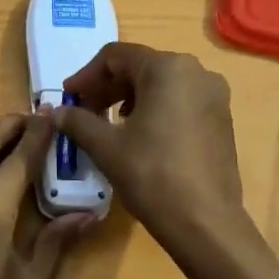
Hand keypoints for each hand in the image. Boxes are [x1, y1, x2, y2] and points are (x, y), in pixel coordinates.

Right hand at [54, 43, 244, 250]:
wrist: (205, 222)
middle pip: (141, 67)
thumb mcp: (107, 147)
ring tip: (110, 124)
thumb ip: (78, 122)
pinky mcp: (222, 119)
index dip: (86, 75)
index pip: (116, 56)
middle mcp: (197, 72)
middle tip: (84, 111)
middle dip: (108, 86)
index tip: (68, 97)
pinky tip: (141, 135)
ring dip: (130, 97)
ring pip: (162, 84)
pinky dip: (155, 109)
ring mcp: (214, 95)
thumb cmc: (152, 175)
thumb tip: (56, 112)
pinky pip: (181, 101)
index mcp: (168, 68)